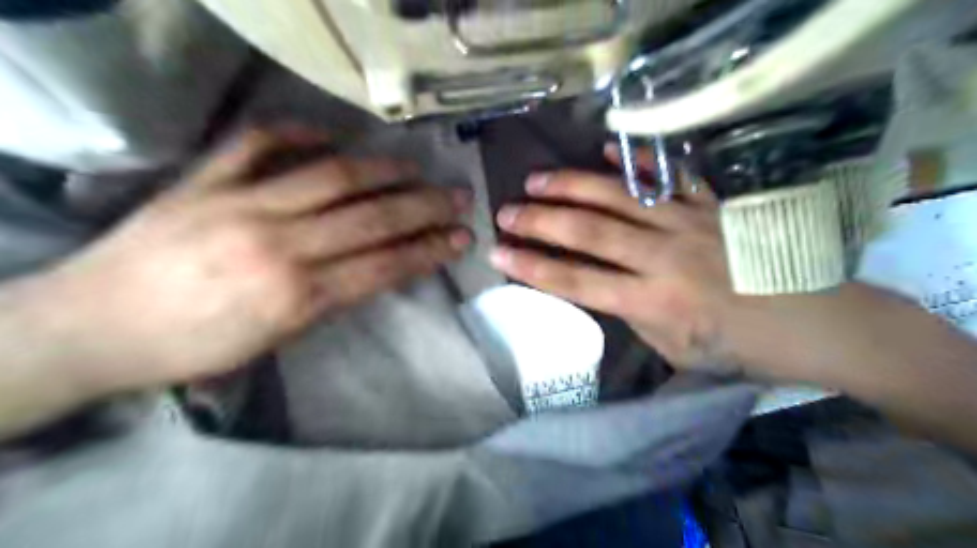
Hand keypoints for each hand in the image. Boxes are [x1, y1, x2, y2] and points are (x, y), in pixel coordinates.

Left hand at [30, 126, 473, 392]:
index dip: (430, 250)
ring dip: (383, 170)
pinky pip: (257, 143)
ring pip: (331, 176)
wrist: (92, 328)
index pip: (384, 265)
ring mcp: (240, 204)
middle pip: (371, 218)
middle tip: (458, 196)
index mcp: (296, 296)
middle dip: (425, 207)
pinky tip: (331, 134)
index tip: (461, 238)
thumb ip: (327, 302)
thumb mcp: (274, 342)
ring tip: (416, 166)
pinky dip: (297, 132)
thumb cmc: (190, 350)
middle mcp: (279, 245)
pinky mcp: (204, 180)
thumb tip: (372, 271)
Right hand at [489, 145, 733, 368]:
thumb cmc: (740, 348)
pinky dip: (633, 160)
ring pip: (618, 197)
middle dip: (540, 221)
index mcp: (652, 302)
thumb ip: (636, 316)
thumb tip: (607, 287)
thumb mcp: (675, 350)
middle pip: (588, 233)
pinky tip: (602, 147)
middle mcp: (662, 257)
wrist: (814, 322)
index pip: (576, 282)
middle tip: (505, 211)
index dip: (533, 268)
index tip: (498, 254)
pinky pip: (667, 174)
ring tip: (536, 179)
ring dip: (572, 186)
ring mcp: (687, 223)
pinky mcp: (711, 204)